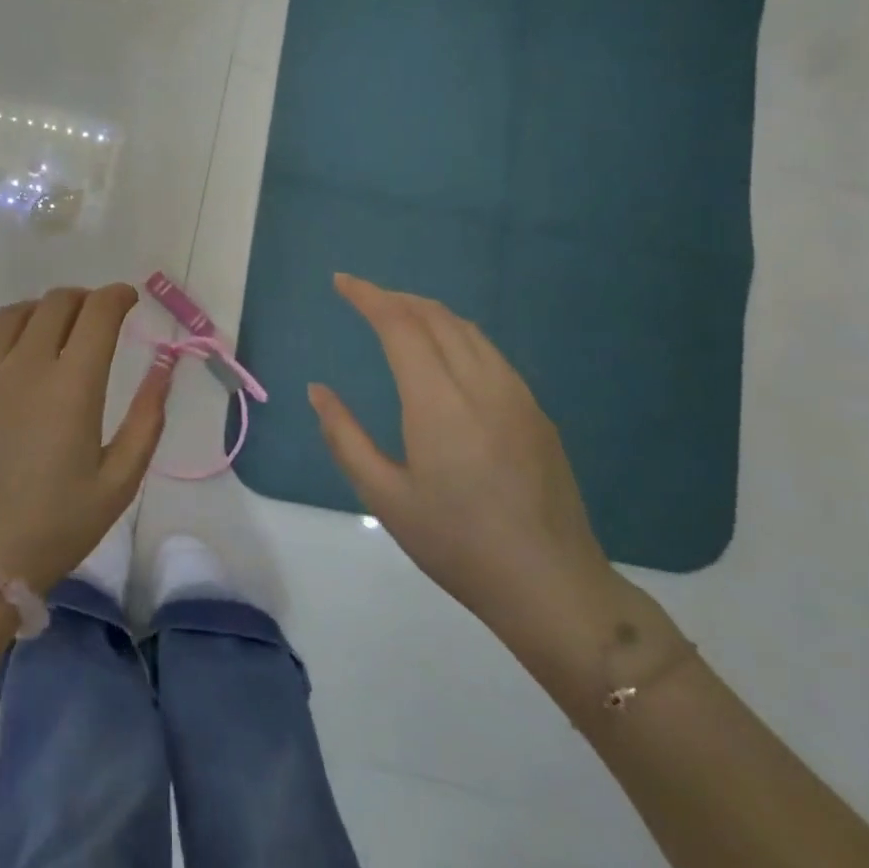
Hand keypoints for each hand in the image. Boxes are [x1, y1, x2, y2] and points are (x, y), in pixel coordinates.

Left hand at [0, 283, 170, 592]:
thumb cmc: (52, 528)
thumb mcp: (118, 483)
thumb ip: (147, 420)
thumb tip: (164, 368)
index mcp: (71, 385)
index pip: (98, 313)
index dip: (118, 296)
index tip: (128, 300)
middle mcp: (23, 366)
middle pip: (55, 304)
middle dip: (83, 300)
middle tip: (94, 316)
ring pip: (11, 315)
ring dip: (40, 312)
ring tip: (50, 329)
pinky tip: (2, 347)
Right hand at [307, 273, 615, 635]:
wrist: (550, 584)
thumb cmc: (456, 543)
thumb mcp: (384, 497)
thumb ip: (344, 437)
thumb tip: (318, 390)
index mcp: (438, 403)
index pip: (401, 325)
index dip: (369, 297)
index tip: (341, 282)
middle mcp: (481, 385)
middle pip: (436, 317)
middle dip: (395, 298)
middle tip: (362, 297)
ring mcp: (517, 396)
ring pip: (468, 330)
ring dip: (427, 313)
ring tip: (397, 317)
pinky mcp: (536, 412)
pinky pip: (490, 352)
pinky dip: (456, 334)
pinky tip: (443, 354)